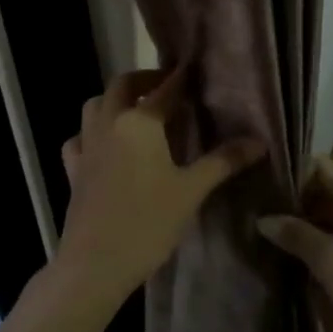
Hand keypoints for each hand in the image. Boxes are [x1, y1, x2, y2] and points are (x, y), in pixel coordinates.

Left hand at [58, 68, 264, 308]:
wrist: (95, 264)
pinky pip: (79, 137)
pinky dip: (92, 132)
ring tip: (137, 110)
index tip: (194, 68)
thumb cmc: (148, 223)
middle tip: (166, 86)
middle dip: (144, 80)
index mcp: (139, 122)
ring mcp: (87, 145)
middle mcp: (109, 123)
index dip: (181, 77)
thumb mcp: (191, 191)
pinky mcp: (73, 169)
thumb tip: (259, 142)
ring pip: (95, 105)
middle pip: (122, 85)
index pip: (165, 89)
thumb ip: (223, 161)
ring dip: (115, 99)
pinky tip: (104, 145)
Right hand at [257, 157, 332, 331]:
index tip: (254, 175)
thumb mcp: (331, 260)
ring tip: (257, 234)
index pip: (319, 166)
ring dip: (299, 229)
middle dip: (288, 201)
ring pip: (327, 222)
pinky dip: (314, 251)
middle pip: (321, 193)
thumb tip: (263, 218)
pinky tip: (285, 263)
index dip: (288, 167)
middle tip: (248, 208)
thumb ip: (297, 235)